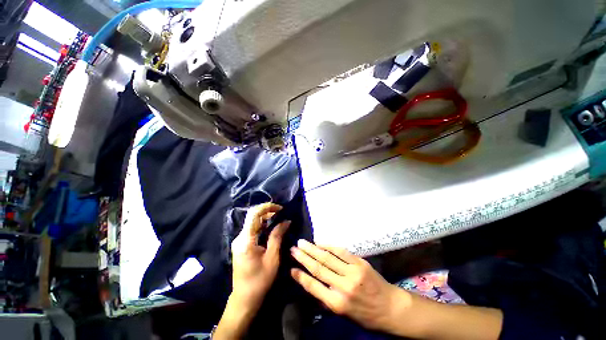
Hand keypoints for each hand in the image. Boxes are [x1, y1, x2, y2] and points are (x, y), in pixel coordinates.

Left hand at [231, 203, 290, 309]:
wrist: (244, 298)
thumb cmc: (260, 280)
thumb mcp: (272, 257)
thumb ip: (277, 236)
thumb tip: (286, 221)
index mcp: (246, 240)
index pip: (254, 214)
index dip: (267, 207)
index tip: (280, 208)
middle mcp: (240, 238)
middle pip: (253, 216)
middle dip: (267, 211)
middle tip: (281, 213)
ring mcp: (239, 241)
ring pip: (252, 222)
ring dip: (266, 218)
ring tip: (279, 218)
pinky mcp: (241, 245)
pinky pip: (252, 229)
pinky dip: (263, 225)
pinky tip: (271, 227)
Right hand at [290, 240, 407, 331]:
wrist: (391, 307)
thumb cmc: (365, 315)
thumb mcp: (344, 314)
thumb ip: (327, 299)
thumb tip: (311, 284)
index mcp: (338, 303)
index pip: (314, 287)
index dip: (301, 276)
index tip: (291, 268)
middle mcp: (343, 286)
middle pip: (319, 268)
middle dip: (304, 257)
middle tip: (293, 249)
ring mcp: (352, 272)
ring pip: (327, 257)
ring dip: (313, 249)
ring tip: (302, 242)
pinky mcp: (359, 263)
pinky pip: (340, 251)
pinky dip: (329, 246)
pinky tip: (320, 243)